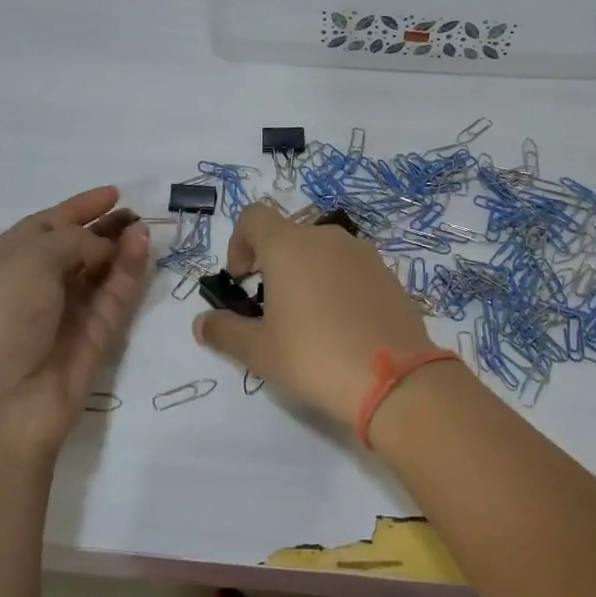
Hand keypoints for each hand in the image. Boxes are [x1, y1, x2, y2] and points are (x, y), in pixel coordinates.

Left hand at [0, 186, 150, 456]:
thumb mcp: (29, 260)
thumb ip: (74, 241)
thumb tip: (105, 247)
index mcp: (3, 263)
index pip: (45, 226)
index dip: (78, 208)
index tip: (113, 193)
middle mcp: (33, 287)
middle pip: (76, 249)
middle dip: (105, 228)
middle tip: (137, 213)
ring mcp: (65, 315)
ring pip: (100, 274)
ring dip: (121, 248)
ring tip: (145, 227)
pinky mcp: (93, 340)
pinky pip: (114, 299)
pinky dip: (129, 274)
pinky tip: (143, 249)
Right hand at [192, 202, 437, 427]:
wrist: (394, 379)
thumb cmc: (314, 357)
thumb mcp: (259, 351)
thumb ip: (224, 331)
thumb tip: (202, 323)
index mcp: (290, 246)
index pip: (254, 217)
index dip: (239, 243)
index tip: (241, 280)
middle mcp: (327, 238)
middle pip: (289, 236)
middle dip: (273, 264)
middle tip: (271, 308)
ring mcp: (364, 254)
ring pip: (323, 252)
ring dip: (307, 274)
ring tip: (309, 320)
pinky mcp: (389, 274)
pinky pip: (352, 269)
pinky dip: (338, 285)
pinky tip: (343, 327)